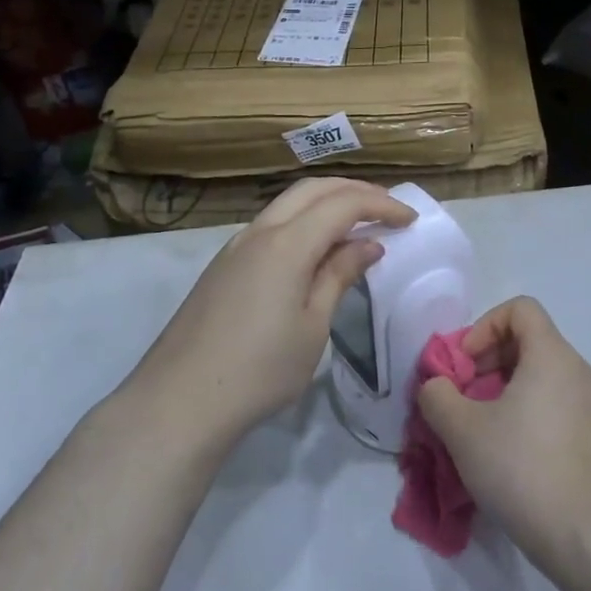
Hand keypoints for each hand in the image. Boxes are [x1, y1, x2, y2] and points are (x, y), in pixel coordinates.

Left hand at [130, 178, 414, 448]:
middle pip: (313, 189)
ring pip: (288, 203)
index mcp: (287, 243)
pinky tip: (316, 249)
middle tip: (387, 209)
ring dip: (326, 203)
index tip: (410, 220)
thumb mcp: (312, 326)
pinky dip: (303, 221)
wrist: (180, 400)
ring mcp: (236, 246)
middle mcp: (259, 231)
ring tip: (357, 224)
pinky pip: (272, 224)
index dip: (381, 205)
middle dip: (354, 191)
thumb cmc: (260, 369)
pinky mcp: (224, 265)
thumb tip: (367, 245)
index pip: (343, 204)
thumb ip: (339, 276)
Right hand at [418, 297, 590, 565]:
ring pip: (540, 376)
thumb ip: (438, 396)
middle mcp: (578, 370)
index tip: (464, 365)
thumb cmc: (524, 469)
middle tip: (462, 399)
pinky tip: (506, 455)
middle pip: (528, 341)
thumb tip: (436, 386)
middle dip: (487, 362)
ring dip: (503, 391)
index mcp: (552, 355)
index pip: (520, 308)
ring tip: (478, 430)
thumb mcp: (463, 430)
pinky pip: (554, 404)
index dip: (484, 326)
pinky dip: (526, 413)